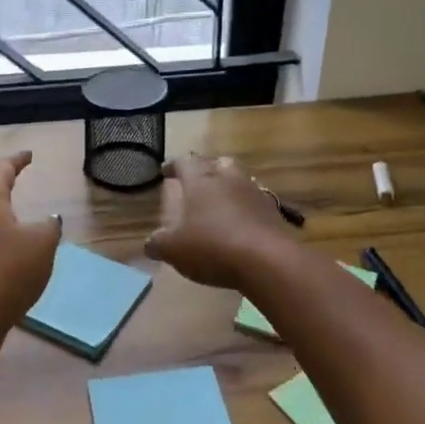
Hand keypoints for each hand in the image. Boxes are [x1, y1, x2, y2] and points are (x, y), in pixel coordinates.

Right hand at [145, 154, 295, 288]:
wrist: (268, 261)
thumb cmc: (212, 246)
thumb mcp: (174, 249)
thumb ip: (158, 243)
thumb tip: (150, 243)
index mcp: (200, 180)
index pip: (184, 162)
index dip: (173, 166)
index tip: (165, 171)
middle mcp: (228, 178)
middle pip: (217, 163)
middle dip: (206, 170)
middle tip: (197, 184)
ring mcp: (255, 193)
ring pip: (239, 180)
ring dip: (229, 188)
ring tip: (219, 205)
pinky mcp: (274, 212)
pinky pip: (255, 202)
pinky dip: (245, 209)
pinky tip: (240, 225)